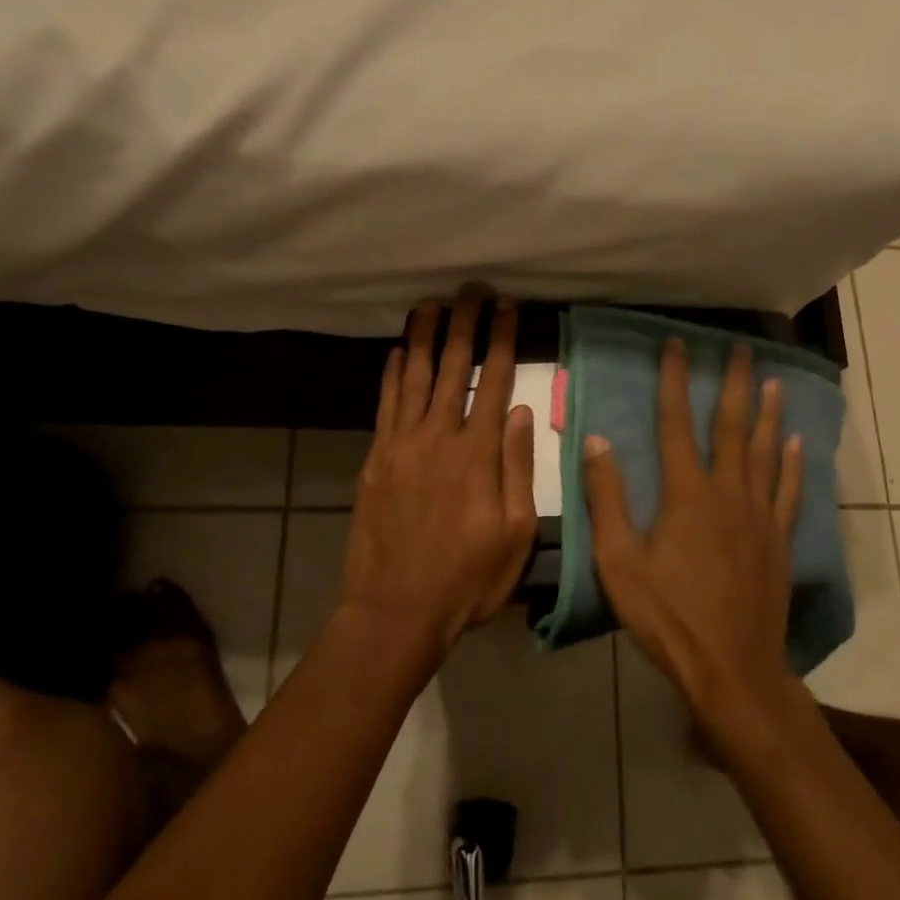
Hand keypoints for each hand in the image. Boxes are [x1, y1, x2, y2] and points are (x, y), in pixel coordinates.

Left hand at [341, 290, 538, 659]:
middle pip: (453, 366)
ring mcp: (401, 445)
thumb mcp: (515, 533)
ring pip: (413, 376)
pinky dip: (390, 373)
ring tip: (431, 303)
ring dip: (423, 336)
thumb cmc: (467, 579)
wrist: (396, 610)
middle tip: (471, 288)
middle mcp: (438, 436)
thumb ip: (518, 468)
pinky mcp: (376, 459)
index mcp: (478, 453)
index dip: (502, 339)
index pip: (494, 381)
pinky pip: (385, 404)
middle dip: (465, 323)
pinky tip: (395, 351)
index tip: (508, 307)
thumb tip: (524, 412)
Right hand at [583, 339, 803, 729]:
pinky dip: (794, 463)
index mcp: (686, 493)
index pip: (676, 422)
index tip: (677, 345)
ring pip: (767, 451)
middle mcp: (728, 492)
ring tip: (772, 380)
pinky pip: (789, 491)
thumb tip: (598, 441)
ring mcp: (759, 515)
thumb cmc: (668, 615)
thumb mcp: (620, 561)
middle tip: (741, 348)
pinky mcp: (779, 540)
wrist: (732, 667)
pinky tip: (798, 443)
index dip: (674, 380)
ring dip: (769, 413)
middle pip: (732, 426)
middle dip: (734, 383)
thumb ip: (608, 499)